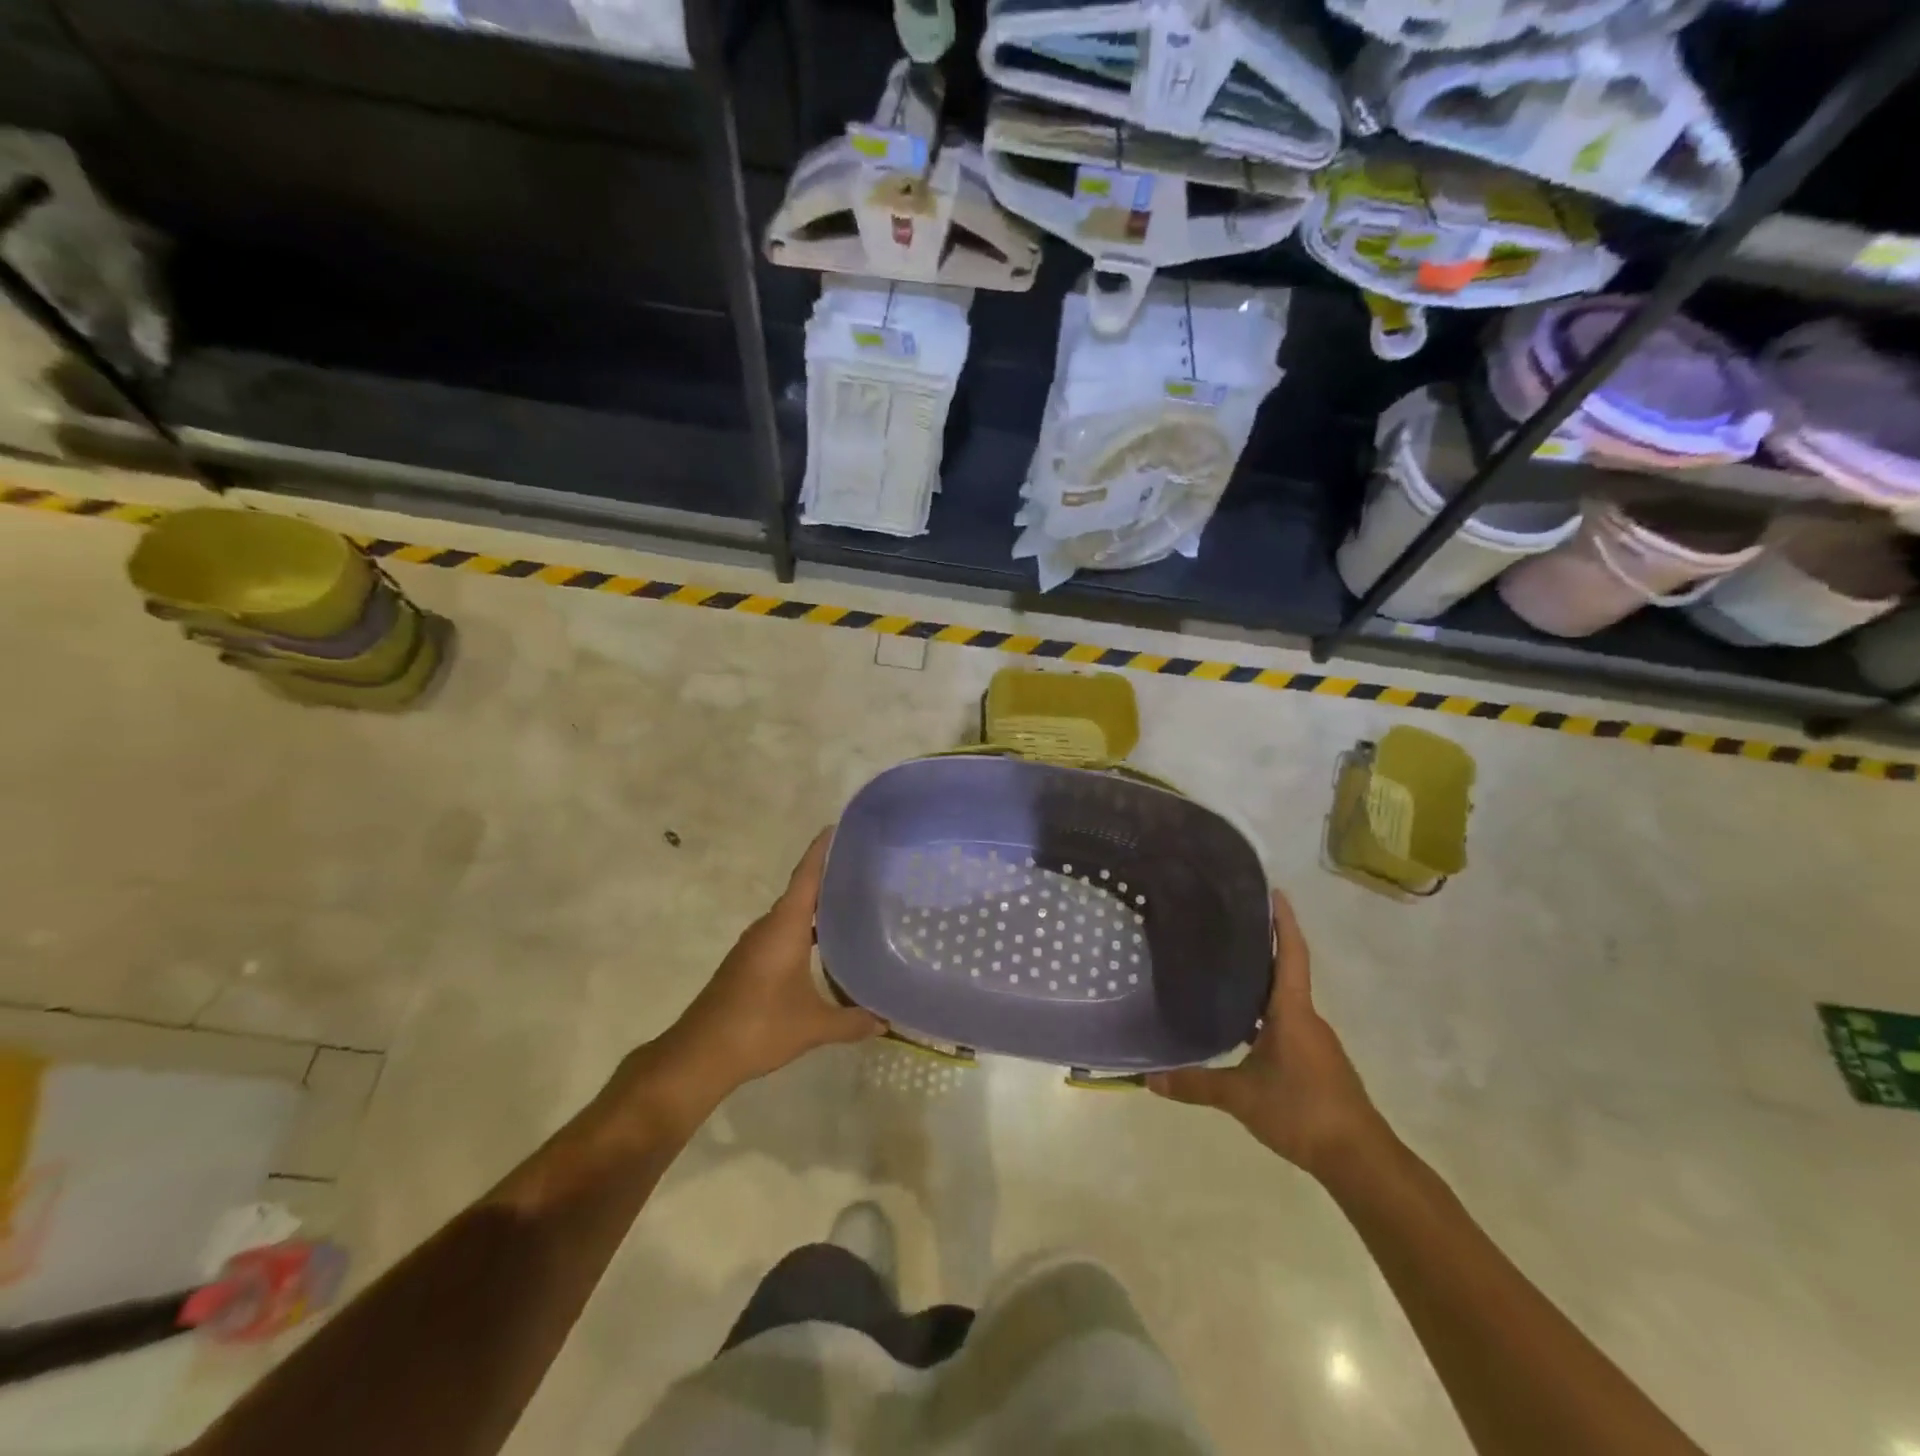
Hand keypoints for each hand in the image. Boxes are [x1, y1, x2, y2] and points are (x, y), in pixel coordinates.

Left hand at [644, 830, 880, 1120]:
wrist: (698, 1054)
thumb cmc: (758, 1027)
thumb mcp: (813, 1026)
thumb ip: (852, 1021)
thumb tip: (887, 1021)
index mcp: (785, 927)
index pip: (807, 876)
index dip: (822, 850)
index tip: (840, 828)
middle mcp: (769, 927)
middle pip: (802, 891)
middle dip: (831, 879)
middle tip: (868, 872)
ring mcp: (755, 945)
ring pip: (793, 915)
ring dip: (818, 908)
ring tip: (855, 907)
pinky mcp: (749, 963)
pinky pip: (784, 933)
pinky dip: (806, 931)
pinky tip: (827, 948)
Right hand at [1148, 888, 1383, 1178]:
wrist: (1360, 1159)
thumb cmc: (1304, 1111)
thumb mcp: (1242, 1097)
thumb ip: (1196, 1084)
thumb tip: (1148, 1078)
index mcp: (1293, 1012)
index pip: (1290, 955)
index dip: (1283, 922)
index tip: (1275, 891)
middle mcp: (1306, 1018)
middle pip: (1285, 972)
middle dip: (1262, 947)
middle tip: (1226, 925)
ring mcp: (1313, 1041)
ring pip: (1284, 1000)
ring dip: (1260, 982)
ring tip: (1223, 969)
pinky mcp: (1314, 1062)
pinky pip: (1285, 1023)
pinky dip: (1263, 1012)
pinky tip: (1239, 1024)